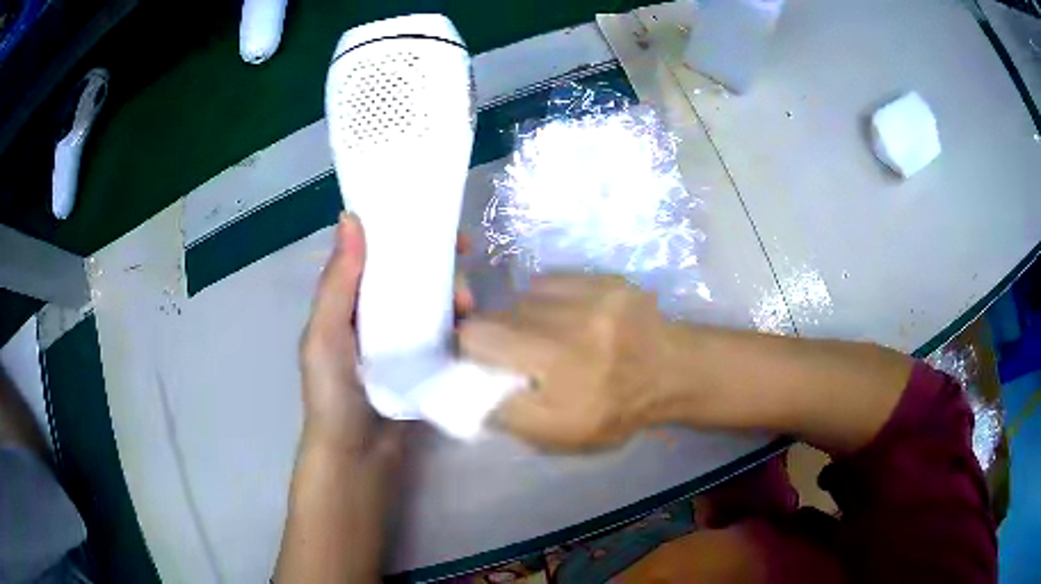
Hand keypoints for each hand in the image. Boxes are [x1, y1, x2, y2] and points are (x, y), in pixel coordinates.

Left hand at [299, 213, 475, 453]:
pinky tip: (473, 323)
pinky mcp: (427, 360)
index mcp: (348, 301)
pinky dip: (461, 321)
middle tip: (463, 257)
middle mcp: (376, 313)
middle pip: (410, 273)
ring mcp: (404, 338)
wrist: (360, 455)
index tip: (431, 219)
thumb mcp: (325, 335)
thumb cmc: (333, 394)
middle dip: (437, 259)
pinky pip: (446, 330)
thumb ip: (337, 283)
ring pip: (432, 299)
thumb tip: (351, 217)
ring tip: (467, 303)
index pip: (374, 254)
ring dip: (453, 290)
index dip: (399, 231)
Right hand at [460, 275, 671, 450]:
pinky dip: (549, 300)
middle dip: (499, 338)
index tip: (484, 364)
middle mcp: (575, 323)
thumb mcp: (559, 436)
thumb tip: (466, 386)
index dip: (471, 351)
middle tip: (521, 357)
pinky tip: (570, 318)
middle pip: (498, 315)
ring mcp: (593, 293)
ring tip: (550, 338)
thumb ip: (506, 413)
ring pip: (523, 296)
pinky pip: (551, 282)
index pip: (478, 336)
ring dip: (525, 318)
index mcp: (561, 367)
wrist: (673, 373)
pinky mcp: (605, 276)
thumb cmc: (615, 412)